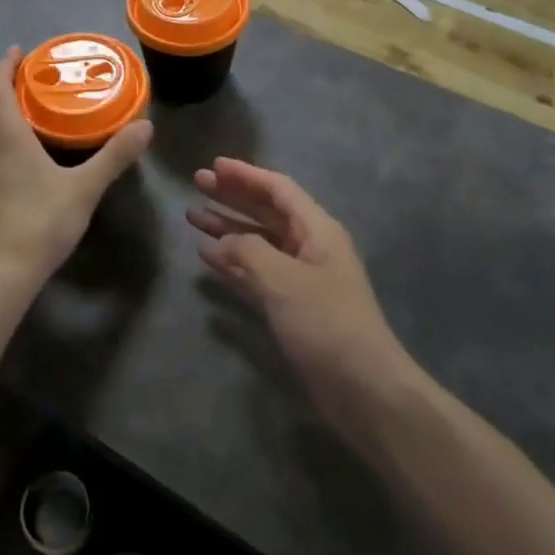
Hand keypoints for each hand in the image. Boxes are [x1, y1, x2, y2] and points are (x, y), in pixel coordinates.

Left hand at [0, 47, 151, 295]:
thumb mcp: (84, 188)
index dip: (6, 64)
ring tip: (30, 109)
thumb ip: (115, 156)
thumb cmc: (39, 222)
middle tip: (33, 77)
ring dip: (0, 110)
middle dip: (5, 84)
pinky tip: (22, 152)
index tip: (21, 50)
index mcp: (6, 136)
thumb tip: (145, 126)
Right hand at [188, 159, 413, 423]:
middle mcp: (310, 247)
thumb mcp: (283, 279)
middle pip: (266, 211)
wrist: (362, 388)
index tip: (214, 166)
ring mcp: (301, 278)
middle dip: (233, 197)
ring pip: (258, 242)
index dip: (246, 175)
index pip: (278, 190)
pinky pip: (257, 272)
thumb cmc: (326, 323)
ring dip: (228, 228)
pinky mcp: (292, 306)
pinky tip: (208, 257)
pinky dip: (234, 262)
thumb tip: (225, 241)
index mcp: (317, 230)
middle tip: (197, 185)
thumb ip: (248, 250)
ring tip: (192, 218)